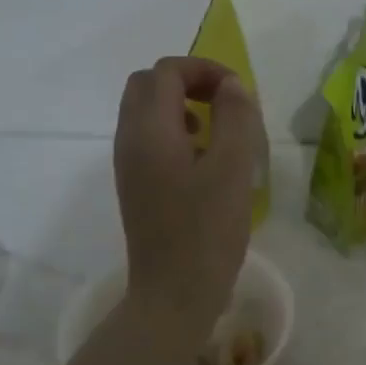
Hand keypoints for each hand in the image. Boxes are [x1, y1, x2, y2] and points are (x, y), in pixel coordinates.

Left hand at [114, 56, 265, 323]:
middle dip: (187, 81)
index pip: (167, 72)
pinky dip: (174, 130)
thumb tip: (231, 86)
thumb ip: (235, 118)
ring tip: (217, 130)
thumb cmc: (206, 231)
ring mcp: (128, 164)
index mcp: (150, 130)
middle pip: (147, 84)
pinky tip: (204, 160)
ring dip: (180, 105)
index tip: (237, 91)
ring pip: (145, 110)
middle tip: (224, 102)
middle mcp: (130, 140)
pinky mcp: (135, 184)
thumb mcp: (233, 169)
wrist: (172, 295)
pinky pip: (148, 137)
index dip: (204, 69)